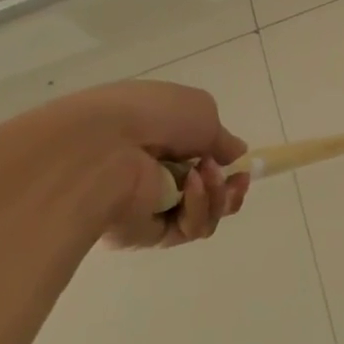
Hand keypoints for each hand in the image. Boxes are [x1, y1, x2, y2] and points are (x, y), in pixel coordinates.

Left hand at [32, 81, 250, 247]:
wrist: (103, 148)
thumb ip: (222, 137)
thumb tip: (234, 154)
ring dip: (218, 195)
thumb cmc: (152, 116)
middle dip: (229, 187)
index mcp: (159, 138)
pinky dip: (198, 207)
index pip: (197, 158)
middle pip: (207, 192)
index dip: (225, 162)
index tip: (240, 164)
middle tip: (237, 179)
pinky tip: (191, 187)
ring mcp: (150, 205)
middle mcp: (153, 172)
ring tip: (209, 176)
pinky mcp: (146, 234)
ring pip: (204, 213)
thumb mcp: (202, 110)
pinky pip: (188, 229)